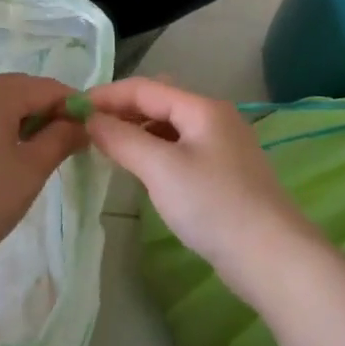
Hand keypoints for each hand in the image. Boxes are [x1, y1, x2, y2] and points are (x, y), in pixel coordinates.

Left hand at [0, 74, 87, 270]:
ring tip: (17, 157)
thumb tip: (79, 123)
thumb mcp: (30, 172)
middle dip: (38, 113)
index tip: (83, 131)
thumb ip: (60, 140)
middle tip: (53, 147)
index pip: (44, 87)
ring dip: (8, 121)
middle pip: (13, 91)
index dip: (69, 106)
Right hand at [84, 78, 319, 300]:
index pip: (144, 88)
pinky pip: (179, 149)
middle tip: (86, 128)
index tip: (72, 107)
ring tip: (107, 147)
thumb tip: (90, 119)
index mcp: (202, 107)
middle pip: (158, 102)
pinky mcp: (224, 173)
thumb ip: (122, 139)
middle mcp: (214, 118)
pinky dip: (154, 150)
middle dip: (121, 110)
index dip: (106, 95)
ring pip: (169, 127)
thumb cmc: (213, 204)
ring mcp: (222, 146)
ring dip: (137, 131)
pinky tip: (141, 168)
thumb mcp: (160, 168)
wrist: (273, 258)